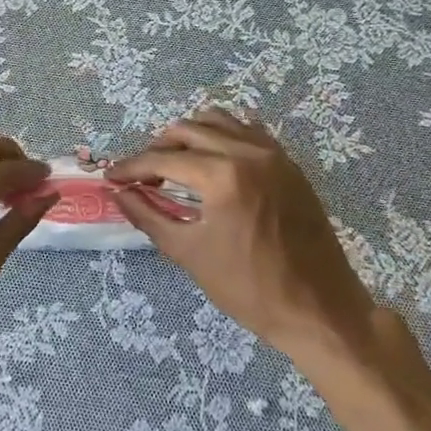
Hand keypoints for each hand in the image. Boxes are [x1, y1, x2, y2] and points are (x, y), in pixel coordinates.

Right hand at [107, 106, 377, 360]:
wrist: (319, 309)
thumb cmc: (250, 288)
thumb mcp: (189, 254)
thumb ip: (149, 216)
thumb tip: (119, 194)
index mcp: (223, 176)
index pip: (164, 159)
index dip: (132, 167)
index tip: (111, 177)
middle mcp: (248, 152)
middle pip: (187, 130)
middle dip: (157, 148)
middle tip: (142, 175)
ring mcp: (273, 154)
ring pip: (218, 121)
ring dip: (189, 136)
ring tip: (174, 163)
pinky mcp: (289, 163)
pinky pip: (246, 131)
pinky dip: (221, 136)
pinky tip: (212, 161)